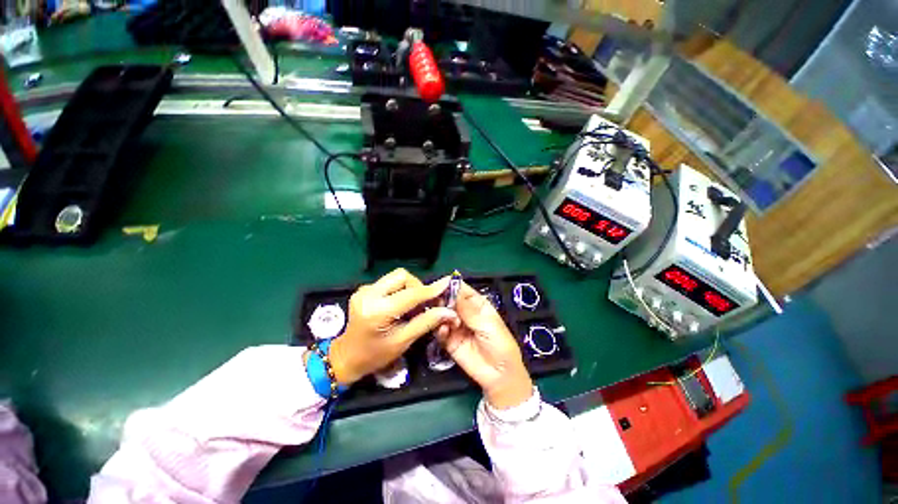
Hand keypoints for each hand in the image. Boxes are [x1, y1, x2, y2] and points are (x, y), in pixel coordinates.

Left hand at [328, 268, 456, 385]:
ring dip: (410, 288)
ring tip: (413, 306)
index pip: (410, 294)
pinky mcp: (364, 289)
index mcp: (377, 311)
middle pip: (402, 276)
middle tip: (425, 303)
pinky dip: (400, 290)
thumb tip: (448, 312)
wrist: (346, 357)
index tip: (447, 284)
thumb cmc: (375, 355)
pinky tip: (400, 305)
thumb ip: (426, 322)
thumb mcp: (403, 341)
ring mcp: (364, 290)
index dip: (431, 289)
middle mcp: (368, 294)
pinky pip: (389, 282)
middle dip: (418, 287)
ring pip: (396, 277)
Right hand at [437, 282, 533, 408]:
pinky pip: (439, 331)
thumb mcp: (487, 324)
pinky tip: (444, 331)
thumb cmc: (500, 344)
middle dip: (442, 300)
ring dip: (440, 315)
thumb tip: (452, 291)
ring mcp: (455, 325)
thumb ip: (468, 309)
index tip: (439, 286)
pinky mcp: (448, 340)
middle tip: (438, 304)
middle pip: (448, 300)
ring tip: (446, 321)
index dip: (450, 286)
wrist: (499, 374)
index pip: (461, 289)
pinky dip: (439, 329)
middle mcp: (464, 312)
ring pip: (441, 314)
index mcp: (476, 303)